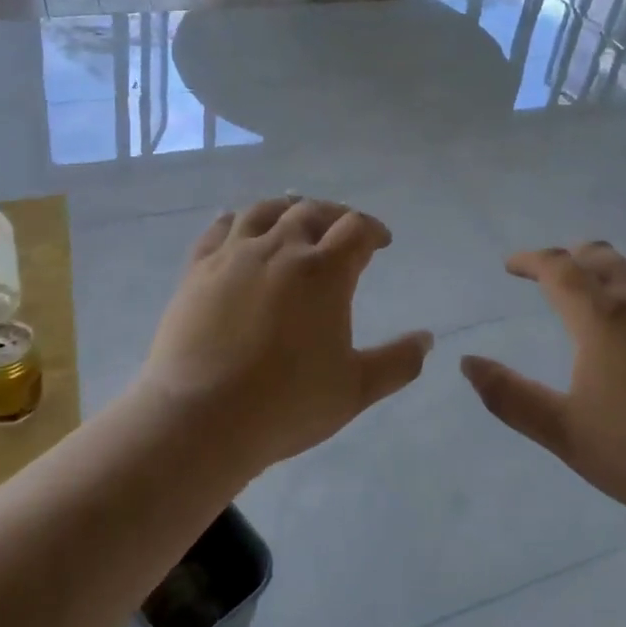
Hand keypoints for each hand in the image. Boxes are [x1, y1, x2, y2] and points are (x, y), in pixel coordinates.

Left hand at [139, 196, 431, 469]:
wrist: (201, 418)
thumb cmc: (286, 404)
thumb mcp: (355, 389)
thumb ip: (398, 362)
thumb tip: (427, 339)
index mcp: (323, 271)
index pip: (356, 228)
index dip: (373, 230)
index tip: (381, 242)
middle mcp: (280, 249)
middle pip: (311, 211)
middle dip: (334, 215)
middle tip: (342, 228)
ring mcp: (234, 255)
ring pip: (264, 211)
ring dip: (286, 208)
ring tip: (294, 214)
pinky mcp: (198, 269)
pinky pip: (218, 230)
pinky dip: (234, 220)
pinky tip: (236, 223)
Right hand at [461, 243, 625, 540]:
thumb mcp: (565, 433)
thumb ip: (510, 396)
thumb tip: (467, 363)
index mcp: (603, 318)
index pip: (558, 268)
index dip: (530, 260)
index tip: (511, 265)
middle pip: (600, 257)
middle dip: (569, 258)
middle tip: (549, 273)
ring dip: (610, 265)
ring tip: (598, 283)